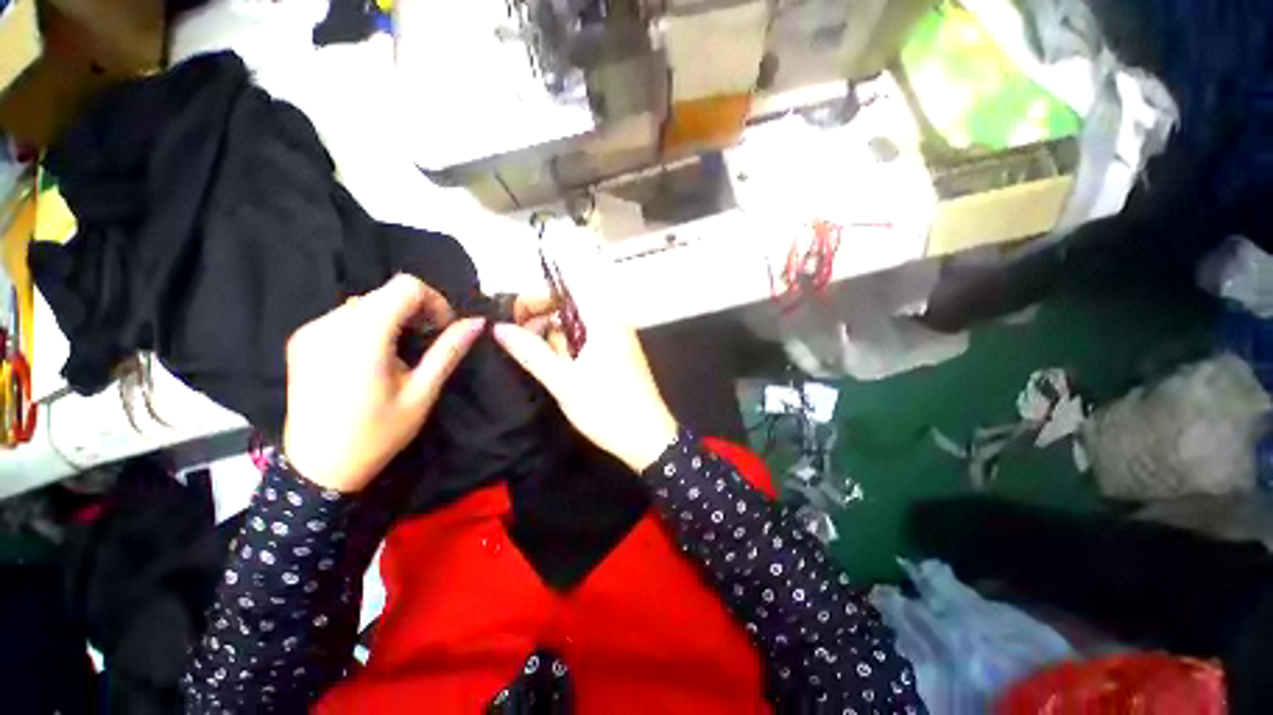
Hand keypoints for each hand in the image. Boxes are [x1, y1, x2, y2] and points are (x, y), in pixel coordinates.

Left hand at [283, 275, 484, 491]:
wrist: (318, 468)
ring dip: (392, 318)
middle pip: (386, 293)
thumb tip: (477, 322)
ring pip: (366, 303)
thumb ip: (449, 351)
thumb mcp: (423, 393)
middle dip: (415, 311)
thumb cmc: (377, 434)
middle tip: (426, 343)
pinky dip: (369, 326)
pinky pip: (345, 316)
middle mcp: (331, 324)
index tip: (442, 330)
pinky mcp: (301, 339)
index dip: (434, 302)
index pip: (406, 287)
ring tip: (400, 352)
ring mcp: (311, 330)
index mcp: (362, 337)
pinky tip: (372, 358)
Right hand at [492, 251, 677, 472]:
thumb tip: (500, 327)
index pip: (569, 287)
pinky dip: (569, 346)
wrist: (648, 438)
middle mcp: (614, 323)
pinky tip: (556, 364)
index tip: (514, 313)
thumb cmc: (607, 408)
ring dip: (554, 335)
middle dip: (543, 317)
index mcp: (604, 320)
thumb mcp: (563, 382)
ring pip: (579, 325)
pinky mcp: (618, 355)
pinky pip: (588, 340)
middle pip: (572, 306)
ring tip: (533, 354)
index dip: (539, 296)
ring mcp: (618, 339)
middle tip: (517, 338)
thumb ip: (531, 352)